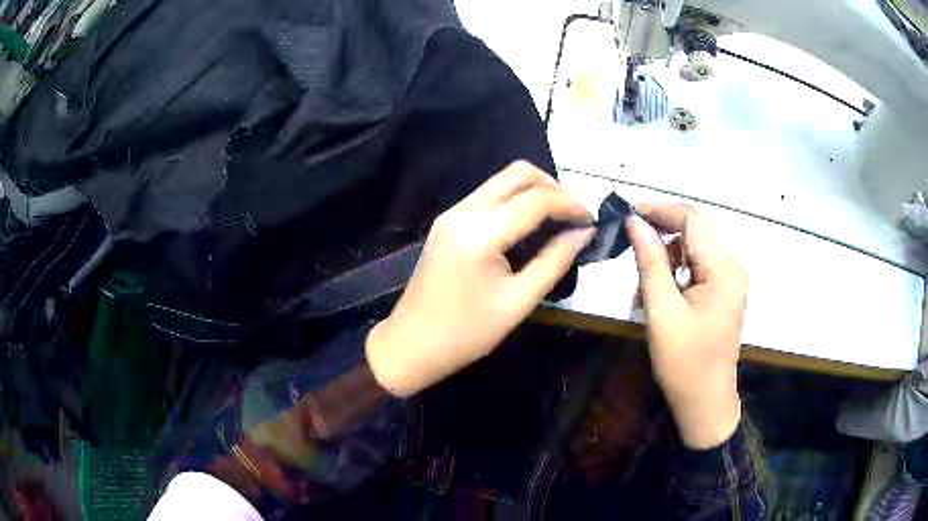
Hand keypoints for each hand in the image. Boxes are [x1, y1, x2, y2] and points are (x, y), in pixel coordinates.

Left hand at [366, 161, 595, 396]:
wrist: (411, 344)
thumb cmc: (466, 333)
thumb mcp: (519, 301)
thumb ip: (555, 260)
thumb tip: (584, 232)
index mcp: (480, 233)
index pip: (536, 199)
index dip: (571, 204)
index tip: (592, 221)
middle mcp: (463, 212)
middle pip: (518, 173)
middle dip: (554, 187)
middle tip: (575, 217)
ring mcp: (451, 213)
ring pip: (502, 181)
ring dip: (535, 192)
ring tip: (559, 220)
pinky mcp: (447, 221)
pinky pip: (488, 196)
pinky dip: (515, 201)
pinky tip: (530, 225)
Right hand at [627, 204, 746, 448]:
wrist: (704, 405)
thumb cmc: (684, 364)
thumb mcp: (662, 312)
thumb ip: (650, 262)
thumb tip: (635, 222)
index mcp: (723, 269)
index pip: (690, 220)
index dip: (658, 211)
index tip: (625, 217)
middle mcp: (731, 268)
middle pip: (691, 234)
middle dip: (659, 242)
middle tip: (630, 260)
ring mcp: (727, 282)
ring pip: (690, 252)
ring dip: (663, 264)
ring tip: (642, 294)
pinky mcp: (720, 295)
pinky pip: (694, 271)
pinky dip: (672, 279)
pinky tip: (656, 301)